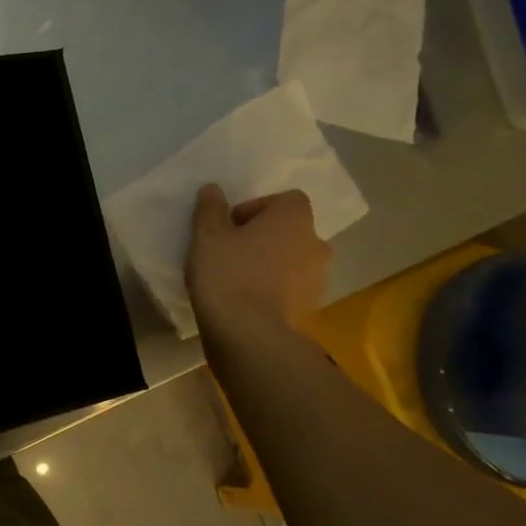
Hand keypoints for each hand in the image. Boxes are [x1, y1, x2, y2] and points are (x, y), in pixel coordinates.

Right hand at [186, 184, 330, 336]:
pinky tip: (247, 303)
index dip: (256, 209)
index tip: (230, 227)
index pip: (284, 200)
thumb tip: (213, 189)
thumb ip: (211, 209)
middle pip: (290, 231)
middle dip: (264, 238)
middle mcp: (315, 243)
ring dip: (271, 265)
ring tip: (239, 280)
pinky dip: (274, 291)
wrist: (249, 336)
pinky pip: (291, 290)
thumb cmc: (228, 274)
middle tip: (232, 252)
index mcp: (294, 219)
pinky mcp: (310, 309)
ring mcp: (318, 279)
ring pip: (292, 262)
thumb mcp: (207, 236)